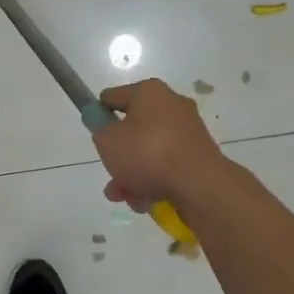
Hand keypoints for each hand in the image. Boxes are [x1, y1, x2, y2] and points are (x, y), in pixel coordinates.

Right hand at [91, 79, 221, 212]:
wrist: (198, 184)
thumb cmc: (147, 153)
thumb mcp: (107, 140)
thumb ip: (99, 130)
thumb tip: (105, 126)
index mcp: (150, 92)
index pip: (114, 97)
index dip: (100, 114)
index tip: (94, 132)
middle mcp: (172, 106)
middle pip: (133, 129)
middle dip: (118, 156)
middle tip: (109, 175)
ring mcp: (188, 132)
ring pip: (149, 152)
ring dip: (132, 175)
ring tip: (124, 197)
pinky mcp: (198, 156)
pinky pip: (167, 165)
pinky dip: (153, 180)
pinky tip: (144, 201)